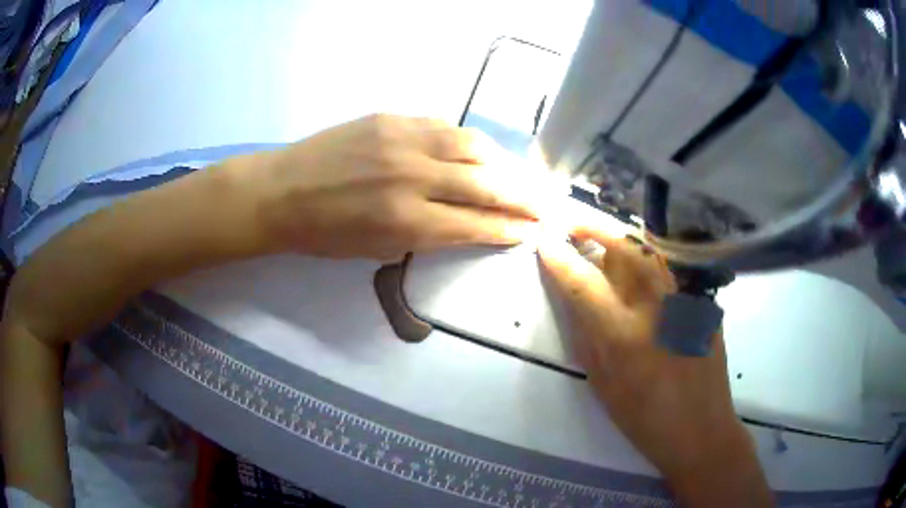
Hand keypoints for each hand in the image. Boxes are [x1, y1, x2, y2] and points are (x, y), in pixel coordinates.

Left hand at [253, 114, 545, 260]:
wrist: (281, 191)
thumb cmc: (323, 233)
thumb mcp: (377, 248)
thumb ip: (427, 234)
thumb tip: (467, 221)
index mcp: (407, 221)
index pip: (477, 223)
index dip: (509, 228)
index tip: (532, 229)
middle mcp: (414, 176)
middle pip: (487, 184)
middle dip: (522, 197)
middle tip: (543, 204)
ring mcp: (404, 139)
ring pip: (473, 146)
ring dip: (501, 162)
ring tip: (514, 174)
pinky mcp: (392, 118)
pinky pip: (444, 126)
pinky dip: (466, 141)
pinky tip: (474, 150)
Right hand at [538, 218, 772, 506]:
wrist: (699, 428)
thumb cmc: (644, 417)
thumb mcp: (602, 384)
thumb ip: (586, 335)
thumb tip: (573, 297)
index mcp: (624, 335)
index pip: (584, 281)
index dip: (559, 256)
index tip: (544, 240)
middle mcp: (658, 307)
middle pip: (623, 245)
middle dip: (592, 225)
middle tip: (571, 222)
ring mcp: (686, 299)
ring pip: (650, 247)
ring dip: (619, 234)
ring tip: (600, 234)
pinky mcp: (703, 300)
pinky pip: (670, 266)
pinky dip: (647, 255)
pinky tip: (638, 264)